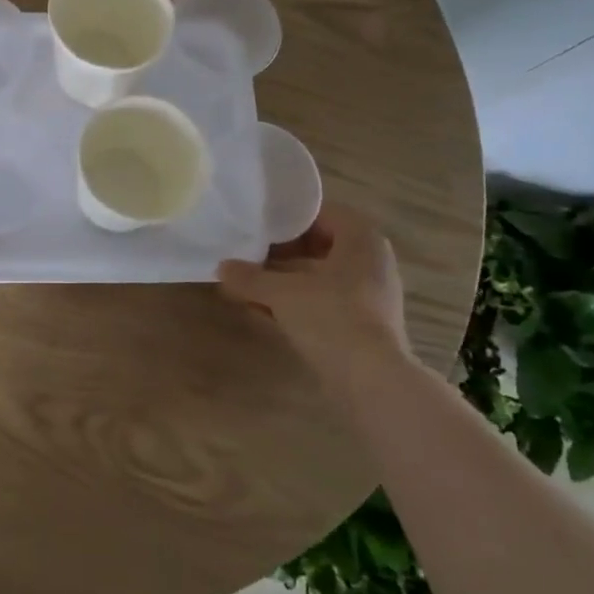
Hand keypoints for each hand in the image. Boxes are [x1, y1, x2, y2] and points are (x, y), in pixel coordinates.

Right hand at [218, 202, 409, 371]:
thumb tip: (222, 267)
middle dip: (280, 252)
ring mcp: (369, 294)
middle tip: (247, 253)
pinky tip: (263, 311)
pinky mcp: (362, 324)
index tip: (257, 226)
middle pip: (318, 245)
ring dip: (284, 280)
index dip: (287, 218)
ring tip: (247, 284)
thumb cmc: (331, 317)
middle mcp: (370, 260)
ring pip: (319, 276)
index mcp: (361, 238)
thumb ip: (250, 277)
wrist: (371, 380)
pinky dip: (296, 302)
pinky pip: (323, 301)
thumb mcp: (281, 292)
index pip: (320, 213)